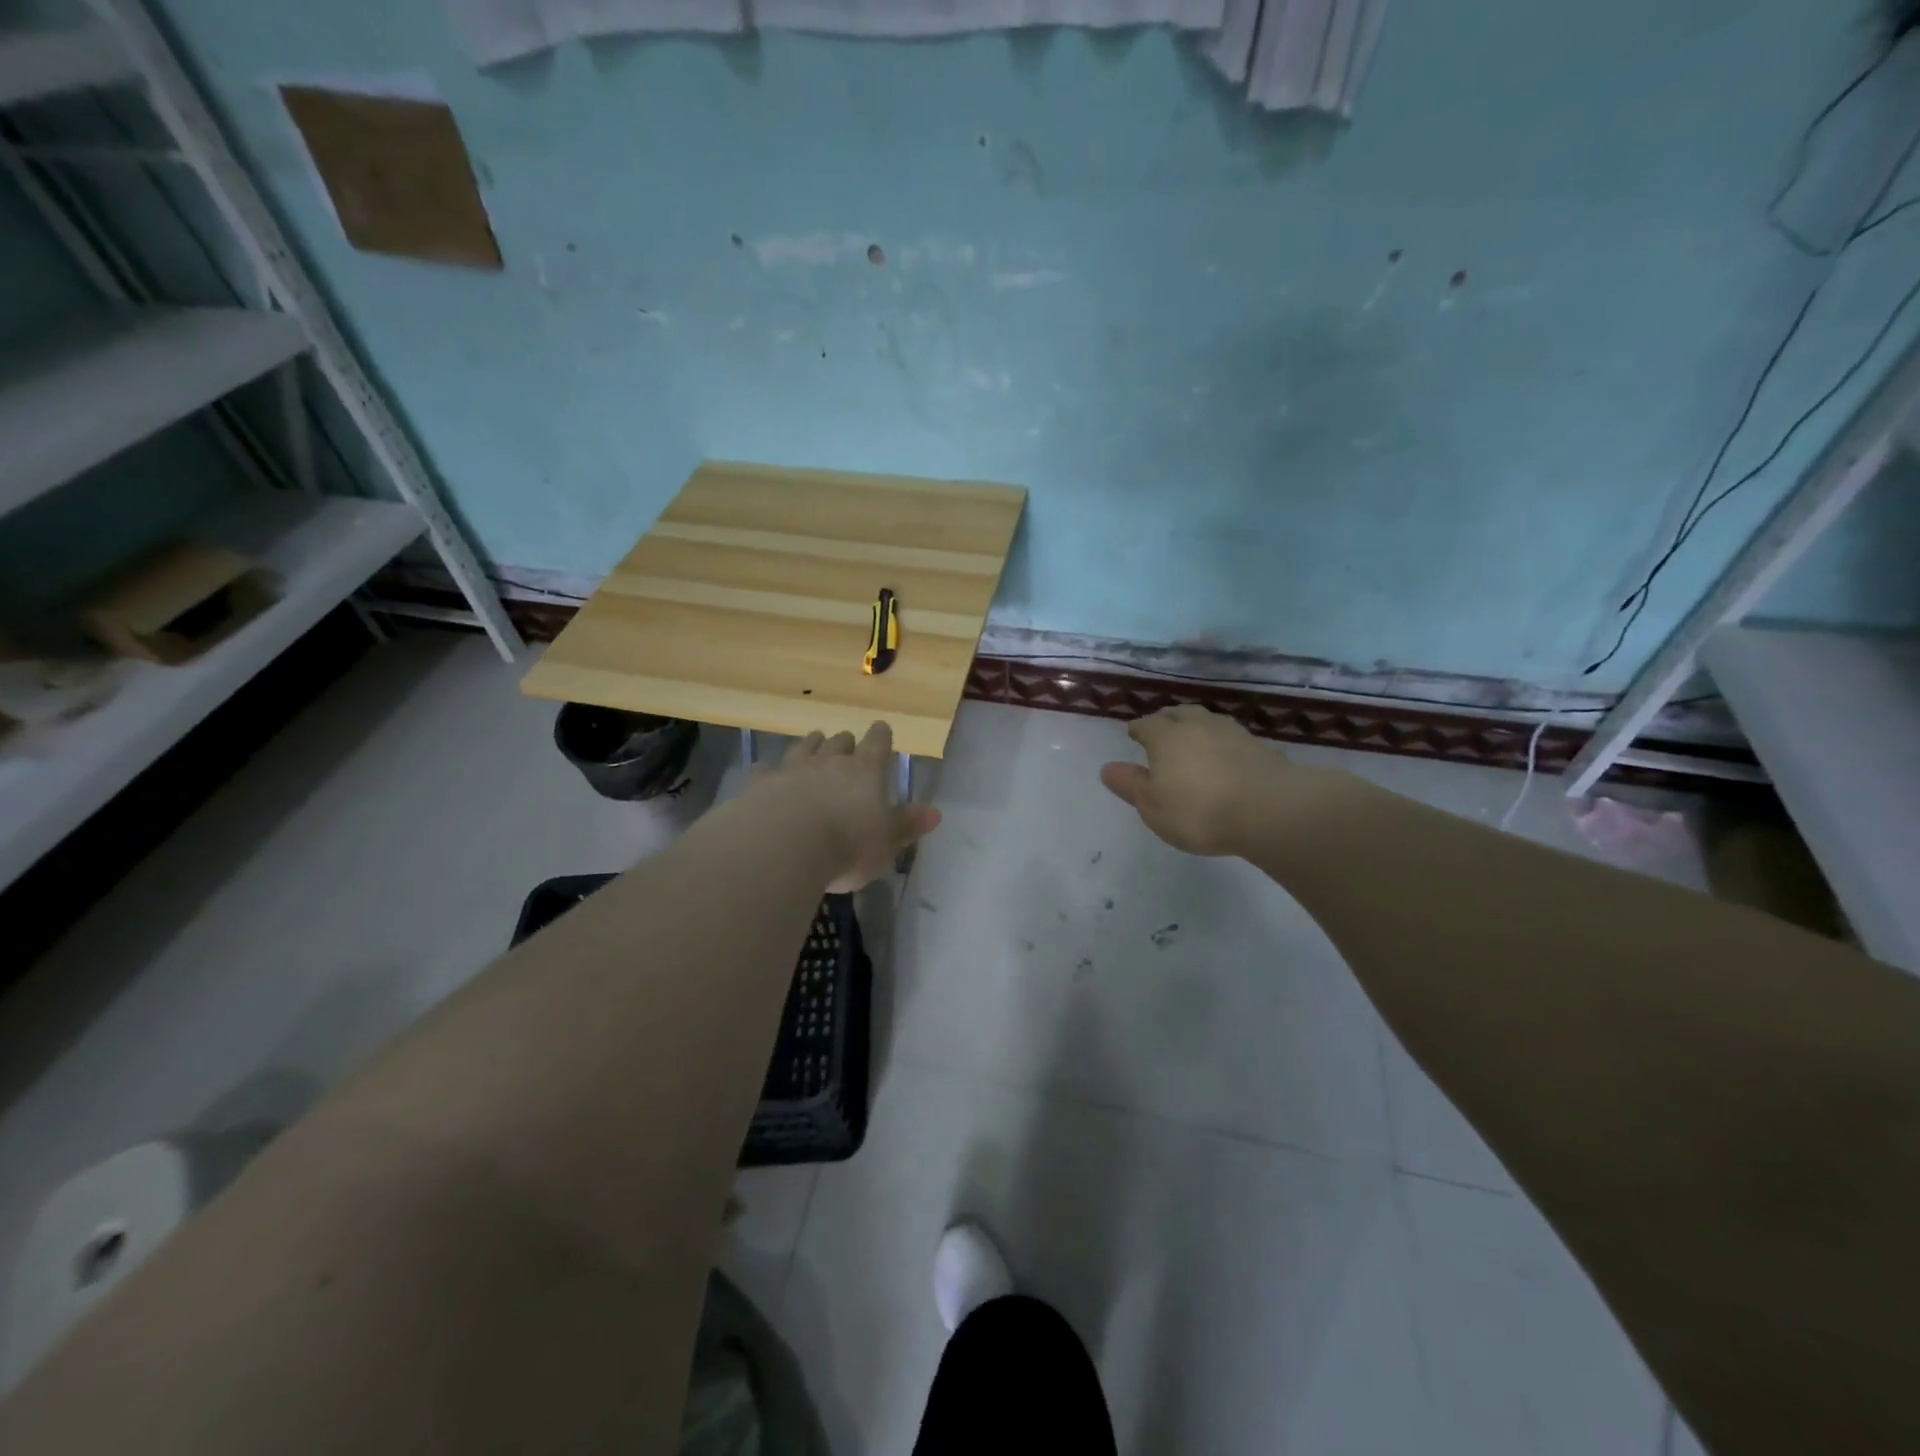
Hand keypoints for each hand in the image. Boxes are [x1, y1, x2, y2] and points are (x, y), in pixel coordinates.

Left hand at [754, 722, 940, 891]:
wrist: (782, 847)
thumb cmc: (846, 846)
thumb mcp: (886, 843)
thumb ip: (907, 825)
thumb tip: (935, 813)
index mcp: (865, 771)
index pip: (878, 743)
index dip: (881, 736)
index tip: (882, 729)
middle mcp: (829, 762)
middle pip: (839, 742)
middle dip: (845, 742)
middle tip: (847, 743)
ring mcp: (792, 769)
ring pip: (804, 747)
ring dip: (811, 744)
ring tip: (814, 741)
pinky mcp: (761, 784)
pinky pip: (766, 770)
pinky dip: (770, 771)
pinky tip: (767, 773)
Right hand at [1099, 704, 1336, 856]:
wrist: (1270, 810)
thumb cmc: (1198, 809)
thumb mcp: (1152, 805)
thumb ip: (1130, 785)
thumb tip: (1107, 768)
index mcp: (1166, 737)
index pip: (1147, 725)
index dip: (1138, 729)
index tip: (1133, 733)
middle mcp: (1198, 726)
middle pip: (1179, 714)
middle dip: (1167, 719)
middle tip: (1161, 728)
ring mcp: (1233, 734)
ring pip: (1208, 721)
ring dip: (1197, 726)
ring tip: (1193, 737)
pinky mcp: (1261, 748)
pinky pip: (1233, 738)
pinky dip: (1222, 743)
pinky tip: (1225, 755)